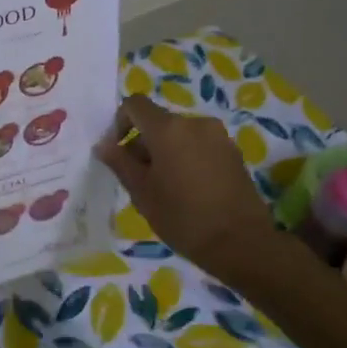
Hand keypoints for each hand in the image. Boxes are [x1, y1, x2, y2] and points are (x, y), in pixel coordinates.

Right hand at [95, 94, 278, 282]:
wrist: (243, 243)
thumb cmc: (183, 218)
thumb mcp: (142, 193)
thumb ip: (120, 163)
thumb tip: (104, 144)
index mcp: (168, 129)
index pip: (135, 104)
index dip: (120, 122)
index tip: (119, 153)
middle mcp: (195, 122)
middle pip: (158, 122)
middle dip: (144, 144)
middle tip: (141, 180)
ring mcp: (218, 136)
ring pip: (180, 135)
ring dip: (166, 152)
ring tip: (167, 188)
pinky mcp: (234, 152)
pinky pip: (200, 146)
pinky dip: (188, 158)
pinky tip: (190, 191)